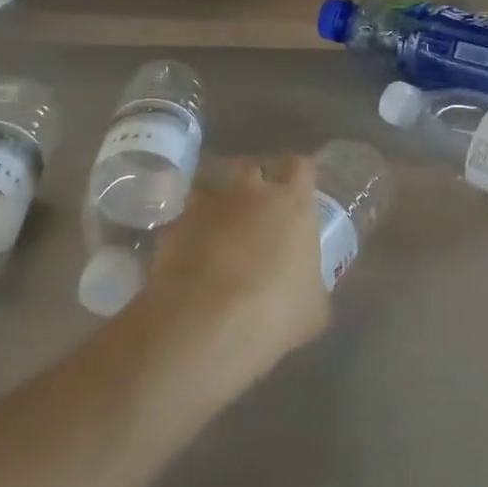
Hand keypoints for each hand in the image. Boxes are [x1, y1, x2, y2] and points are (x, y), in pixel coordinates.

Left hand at [143, 155, 329, 372]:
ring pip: (210, 183)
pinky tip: (189, 253)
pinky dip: (187, 229)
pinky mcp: (173, 226)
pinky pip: (183, 218)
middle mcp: (251, 192)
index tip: (297, 188)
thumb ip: (312, 287)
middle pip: (252, 165)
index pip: (300, 166)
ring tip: (217, 222)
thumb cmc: (276, 311)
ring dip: (215, 198)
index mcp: (294, 204)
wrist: (207, 321)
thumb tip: (309, 290)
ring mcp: (208, 205)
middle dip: (253, 179)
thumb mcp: (314, 308)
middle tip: (255, 204)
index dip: (298, 174)